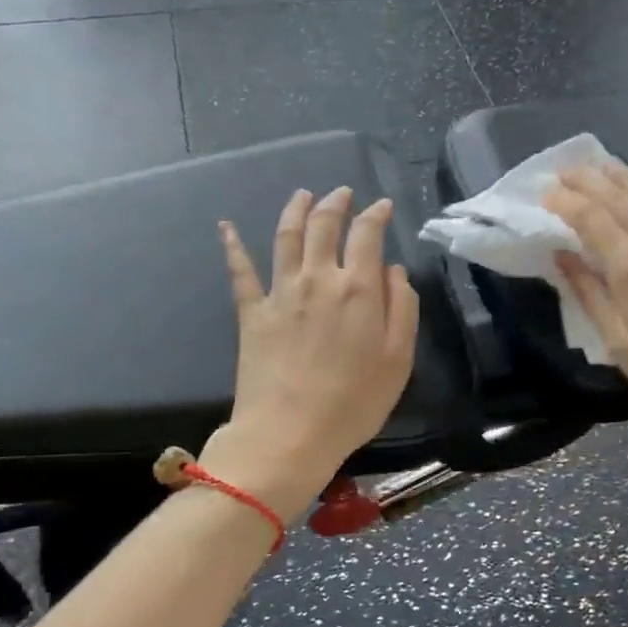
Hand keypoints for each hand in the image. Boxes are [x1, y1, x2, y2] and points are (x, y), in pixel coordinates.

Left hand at [201, 187, 419, 522]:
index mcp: (357, 289)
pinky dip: (232, 245)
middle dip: (336, 203)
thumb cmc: (354, 403)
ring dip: (296, 210)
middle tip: (342, 193)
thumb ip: (402, 308)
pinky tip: (225, 226)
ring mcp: (280, 293)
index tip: (382, 206)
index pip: (367, 235)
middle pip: (324, 225)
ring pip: (286, 236)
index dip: (376, 215)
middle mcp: (317, 278)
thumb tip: (393, 271)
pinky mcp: (251, 312)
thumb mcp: (399, 360)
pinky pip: (240, 271)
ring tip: (303, 194)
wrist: (289, 434)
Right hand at [544, 162, 627, 436]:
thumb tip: (562, 255)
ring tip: (601, 168)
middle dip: (589, 180)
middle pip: (619, 196)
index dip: (565, 201)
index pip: (590, 217)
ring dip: (623, 178)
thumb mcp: (618, 342)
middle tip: (566, 171)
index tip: (546, 193)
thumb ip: (588, 293)